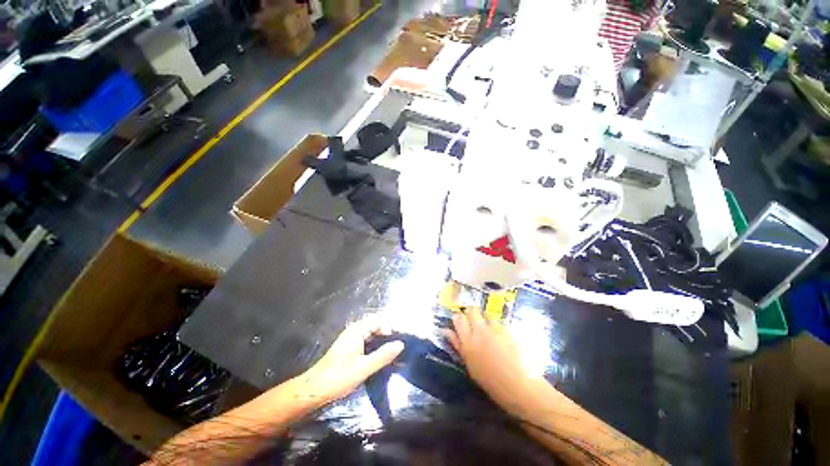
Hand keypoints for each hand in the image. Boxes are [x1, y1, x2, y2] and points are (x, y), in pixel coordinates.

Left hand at [297, 316, 404, 404]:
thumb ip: (383, 355)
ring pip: (374, 334)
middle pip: (378, 325)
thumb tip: (401, 344)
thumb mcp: (364, 367)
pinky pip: (369, 341)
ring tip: (397, 351)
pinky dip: (378, 347)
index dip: (392, 326)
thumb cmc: (338, 377)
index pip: (380, 319)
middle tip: (401, 345)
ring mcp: (353, 338)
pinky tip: (385, 357)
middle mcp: (356, 330)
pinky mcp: (352, 347)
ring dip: (385, 341)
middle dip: (390, 333)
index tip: (401, 339)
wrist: (314, 390)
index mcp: (358, 329)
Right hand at [444, 307, 544, 416]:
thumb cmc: (492, 383)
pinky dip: (499, 327)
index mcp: (468, 343)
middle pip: (472, 310)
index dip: (457, 316)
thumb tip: (446, 331)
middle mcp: (480, 332)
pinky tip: (504, 338)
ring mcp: (496, 329)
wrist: (522, 387)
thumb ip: (458, 345)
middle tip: (473, 321)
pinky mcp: (509, 329)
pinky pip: (500, 323)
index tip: (459, 319)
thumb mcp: (471, 366)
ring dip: (486, 320)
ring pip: (487, 315)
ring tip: (491, 332)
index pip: (458, 318)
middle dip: (471, 312)